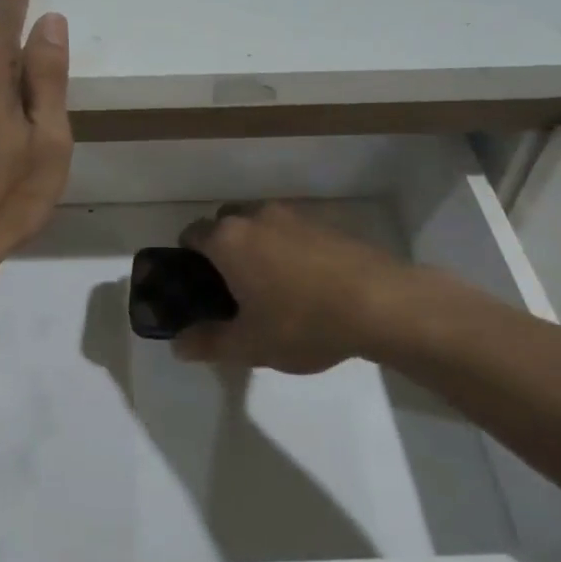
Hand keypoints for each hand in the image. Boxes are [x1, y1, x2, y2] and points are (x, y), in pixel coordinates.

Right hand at [172, 203, 407, 373]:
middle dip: (222, 247)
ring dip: (257, 244)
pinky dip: (288, 246)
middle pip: (225, 221)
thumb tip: (179, 346)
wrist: (381, 304)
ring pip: (260, 223)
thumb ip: (209, 343)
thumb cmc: (303, 322)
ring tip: (271, 284)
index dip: (187, 257)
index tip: (197, 284)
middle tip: (232, 286)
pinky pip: (292, 229)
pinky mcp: (326, 222)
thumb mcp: (251, 345)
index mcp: (229, 239)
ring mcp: (294, 215)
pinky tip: (305, 281)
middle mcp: (257, 216)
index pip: (192, 233)